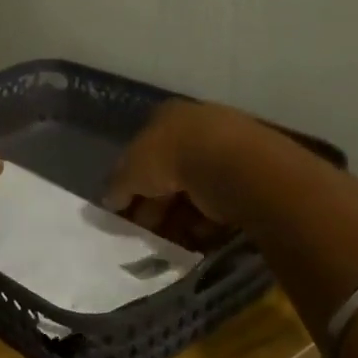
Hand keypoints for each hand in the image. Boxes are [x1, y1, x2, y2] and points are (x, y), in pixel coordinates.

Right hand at [105, 99, 270, 242]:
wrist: (232, 165)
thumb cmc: (172, 157)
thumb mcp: (131, 170)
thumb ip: (118, 185)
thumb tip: (109, 200)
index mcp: (167, 117)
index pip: (142, 149)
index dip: (131, 181)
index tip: (124, 208)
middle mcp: (198, 128)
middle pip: (169, 172)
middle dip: (155, 204)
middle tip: (145, 230)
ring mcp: (226, 151)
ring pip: (194, 190)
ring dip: (179, 217)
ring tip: (169, 241)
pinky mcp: (248, 178)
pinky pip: (220, 204)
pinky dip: (207, 223)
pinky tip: (196, 238)